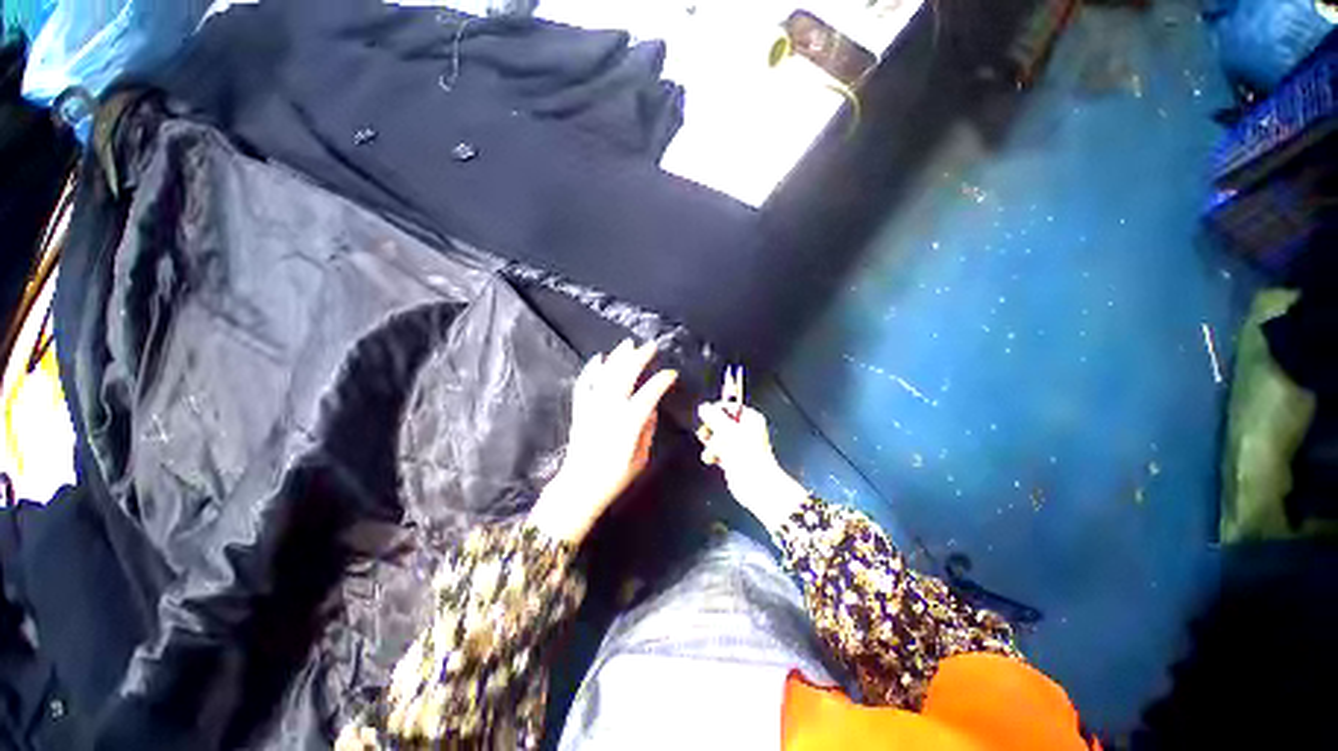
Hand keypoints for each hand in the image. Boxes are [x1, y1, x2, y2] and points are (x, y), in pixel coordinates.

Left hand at [528, 340, 677, 543]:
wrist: (579, 487)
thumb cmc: (614, 477)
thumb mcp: (640, 458)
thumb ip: (647, 430)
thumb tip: (651, 409)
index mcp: (628, 424)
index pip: (648, 394)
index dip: (661, 381)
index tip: (671, 373)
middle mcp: (609, 410)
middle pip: (625, 376)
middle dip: (639, 358)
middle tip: (651, 346)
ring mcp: (592, 408)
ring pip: (605, 375)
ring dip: (618, 357)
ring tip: (628, 343)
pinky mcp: (580, 410)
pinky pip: (584, 384)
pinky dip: (591, 370)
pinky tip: (598, 359)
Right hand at [696, 402, 807, 532]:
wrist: (756, 484)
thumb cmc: (748, 456)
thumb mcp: (727, 430)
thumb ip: (714, 417)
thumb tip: (704, 408)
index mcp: (751, 419)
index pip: (730, 407)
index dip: (717, 410)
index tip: (706, 416)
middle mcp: (746, 430)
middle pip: (722, 422)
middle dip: (712, 429)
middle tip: (706, 432)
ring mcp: (740, 445)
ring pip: (718, 437)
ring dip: (711, 443)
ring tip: (711, 449)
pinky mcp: (734, 459)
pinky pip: (719, 451)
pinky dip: (714, 454)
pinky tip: (712, 458)